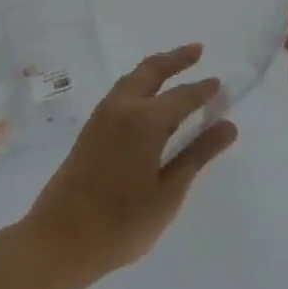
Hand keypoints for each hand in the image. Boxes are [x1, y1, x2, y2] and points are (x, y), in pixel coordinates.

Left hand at [23, 44, 236, 282]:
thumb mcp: (168, 193)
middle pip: (151, 70)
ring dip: (155, 68)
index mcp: (144, 120)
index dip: (204, 90)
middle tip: (198, 51)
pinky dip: (140, 83)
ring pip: (133, 78)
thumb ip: (197, 155)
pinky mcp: (90, 128)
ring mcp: (102, 115)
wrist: (59, 237)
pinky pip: (121, 91)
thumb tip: (228, 125)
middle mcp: (122, 107)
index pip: (183, 96)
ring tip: (176, 67)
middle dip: (176, 58)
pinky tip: (148, 97)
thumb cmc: (121, 223)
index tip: (222, 84)